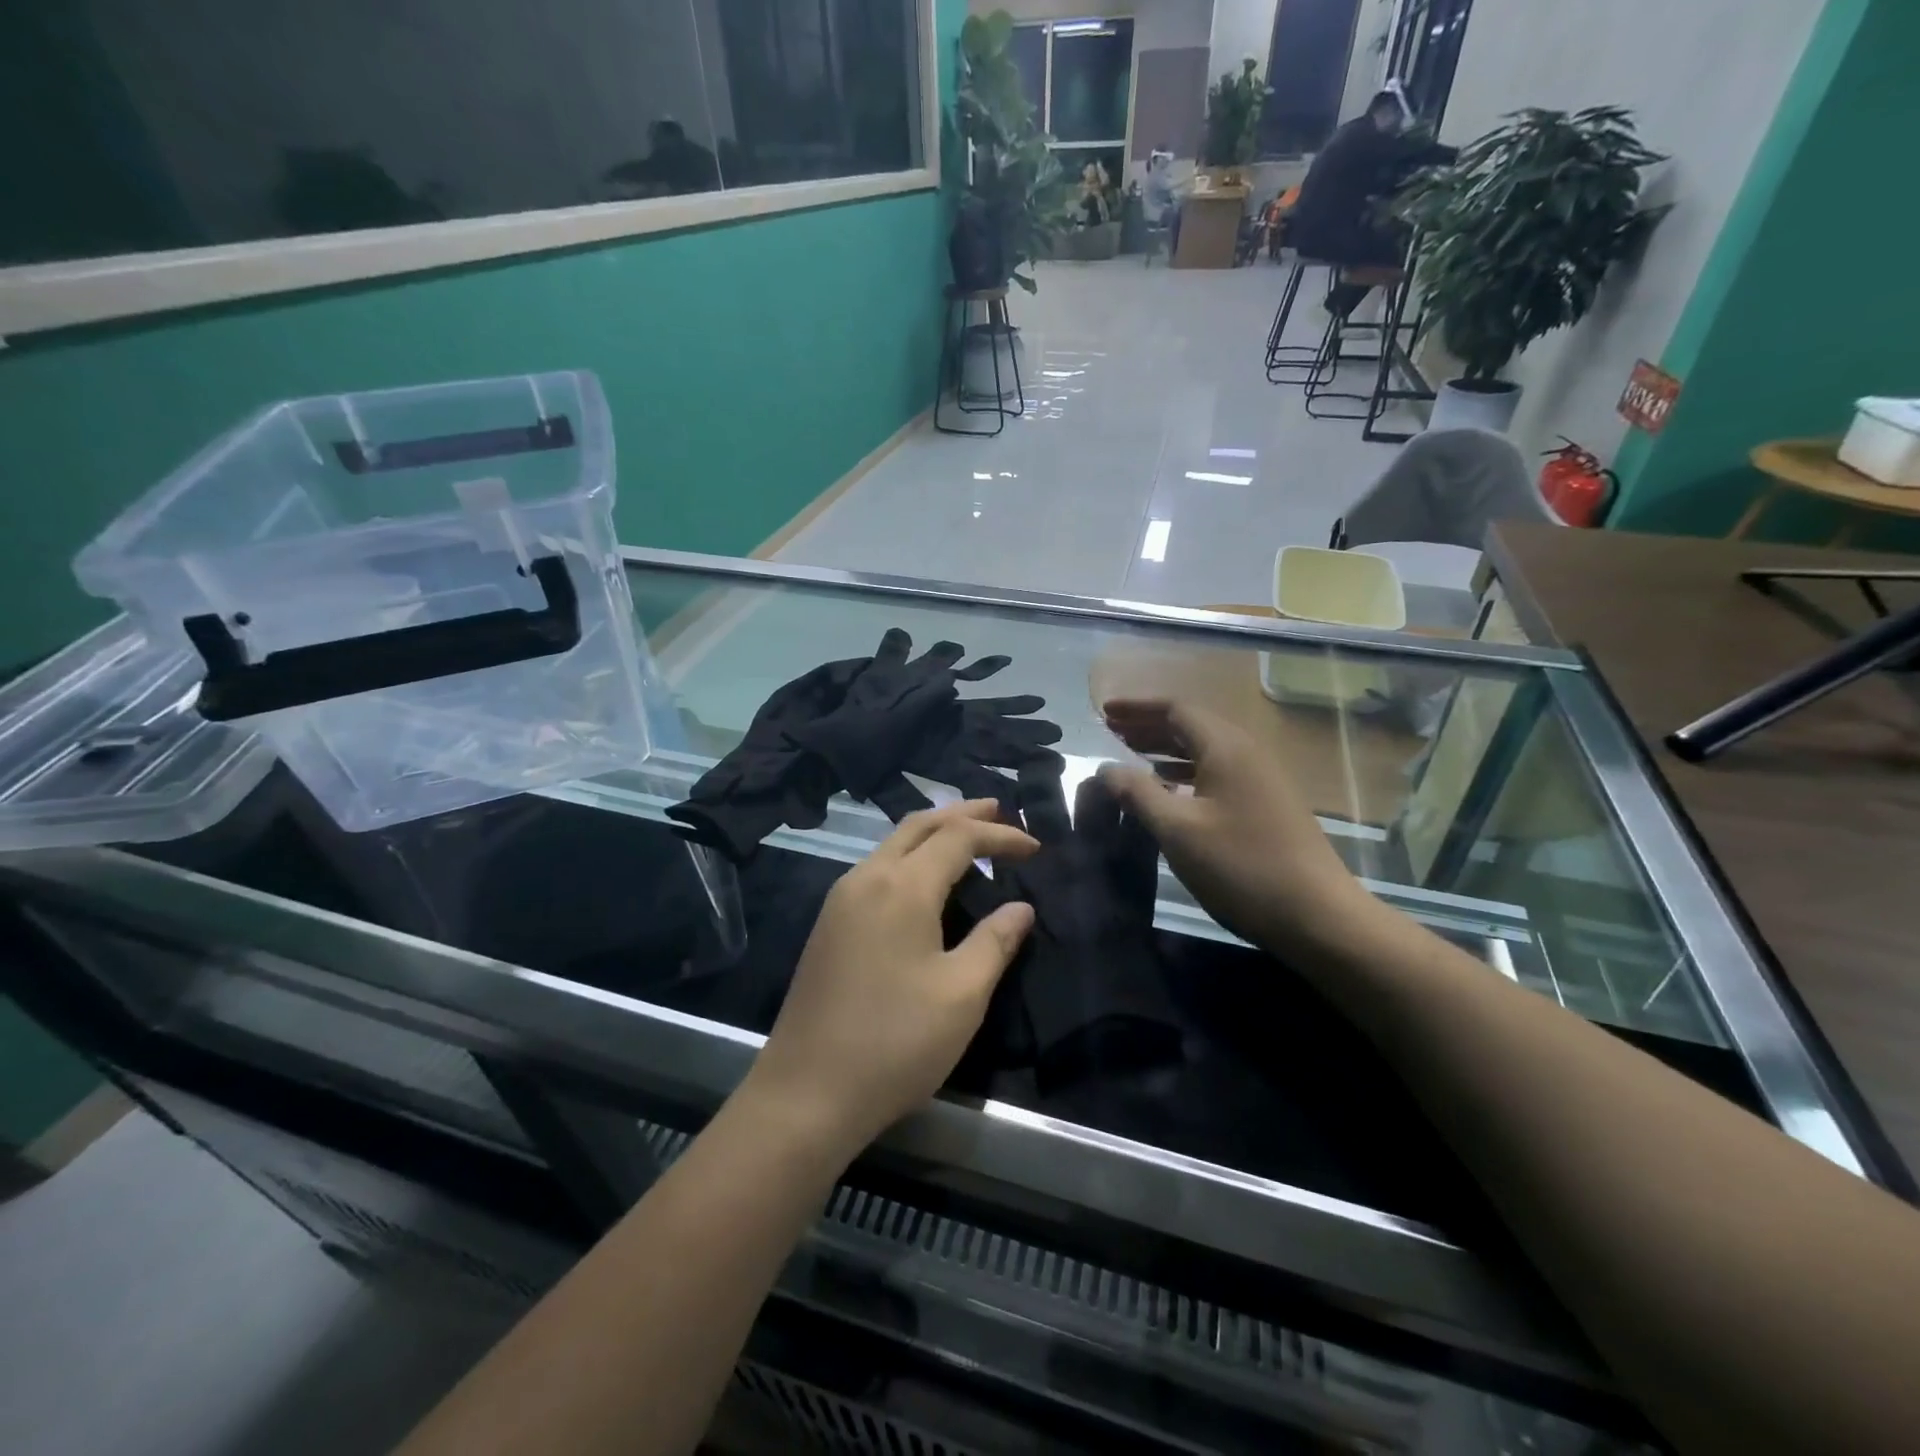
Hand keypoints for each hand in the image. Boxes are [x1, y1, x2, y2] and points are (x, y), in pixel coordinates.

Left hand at [744, 800, 1037, 1156]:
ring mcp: (840, 900)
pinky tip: (928, 884)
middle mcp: (866, 878)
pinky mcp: (829, 924)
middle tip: (1001, 813)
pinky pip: (877, 869)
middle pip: (919, 825)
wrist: (806, 1092)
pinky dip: (911, 858)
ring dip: (934, 833)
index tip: (1036, 847)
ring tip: (971, 842)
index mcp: (902, 886)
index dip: (1000, 836)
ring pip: (893, 844)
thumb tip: (1021, 907)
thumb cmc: (895, 1043)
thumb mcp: (961, 994)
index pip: (958, 837)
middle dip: (962, 813)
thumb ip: (995, 941)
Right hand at [1099, 699, 1385, 960]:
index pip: (1176, 709)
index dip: (1137, 707)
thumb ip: (1137, 793)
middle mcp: (1246, 753)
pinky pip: (1216, 772)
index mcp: (1226, 748)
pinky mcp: (1266, 805)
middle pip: (1191, 725)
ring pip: (1204, 750)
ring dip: (1166, 749)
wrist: (1317, 915)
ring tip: (1130, 755)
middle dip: (1148, 725)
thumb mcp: (1178, 829)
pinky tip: (1167, 790)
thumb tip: (1106, 768)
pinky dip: (1185, 772)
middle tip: (1111, 731)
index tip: (1104, 712)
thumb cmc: (1241, 866)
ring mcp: (1260, 779)